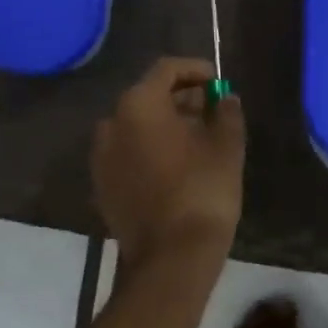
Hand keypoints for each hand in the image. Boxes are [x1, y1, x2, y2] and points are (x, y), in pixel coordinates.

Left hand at [92, 57, 245, 272]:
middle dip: (180, 100)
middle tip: (210, 111)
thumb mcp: (226, 147)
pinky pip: (127, 155)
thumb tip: (224, 99)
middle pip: (147, 98)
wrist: (170, 257)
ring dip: (163, 126)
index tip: (218, 82)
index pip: (166, 70)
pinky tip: (174, 167)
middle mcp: (110, 124)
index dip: (195, 70)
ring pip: (135, 128)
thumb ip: (226, 113)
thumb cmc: (202, 192)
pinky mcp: (101, 186)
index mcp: (138, 105)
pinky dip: (149, 151)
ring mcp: (101, 157)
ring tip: (196, 140)